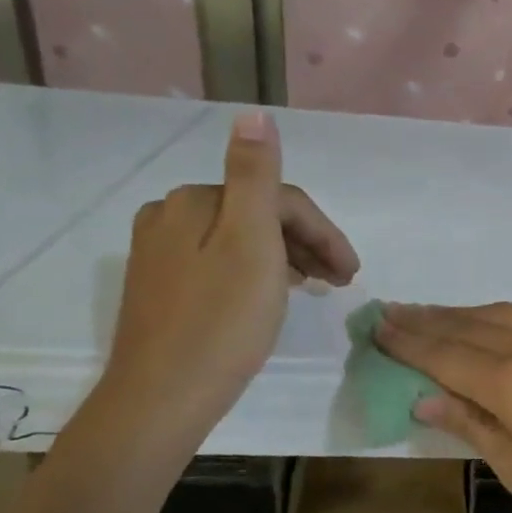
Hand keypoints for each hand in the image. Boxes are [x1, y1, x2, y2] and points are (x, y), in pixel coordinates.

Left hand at [100, 110, 358, 444]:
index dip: (323, 232)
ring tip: (317, 287)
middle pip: (259, 215)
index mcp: (195, 201)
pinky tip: (272, 294)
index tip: (352, 272)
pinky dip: (258, 271)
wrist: (162, 399)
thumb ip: (256, 176)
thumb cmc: (222, 321)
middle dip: (307, 242)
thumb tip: (254, 113)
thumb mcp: (251, 242)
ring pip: (242, 239)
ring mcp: (160, 252)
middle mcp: (170, 215)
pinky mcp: (160, 286)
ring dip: (287, 256)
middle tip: (341, 281)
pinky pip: (222, 262)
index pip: (278, 199)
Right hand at [374, 302, 511, 512]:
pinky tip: (498, 327)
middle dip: (428, 319)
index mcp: (511, 381)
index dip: (408, 341)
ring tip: (435, 314)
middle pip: (469, 325)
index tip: (378, 326)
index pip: (444, 354)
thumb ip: (475, 427)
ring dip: (464, 313)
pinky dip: (503, 318)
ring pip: (504, 314)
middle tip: (393, 312)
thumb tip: (426, 398)